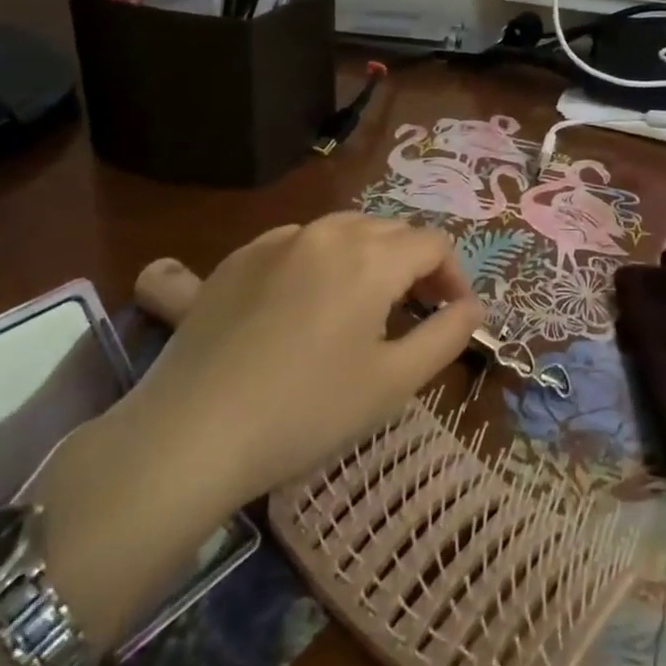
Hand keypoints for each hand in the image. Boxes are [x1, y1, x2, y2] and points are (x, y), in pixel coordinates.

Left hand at [125, 212, 485, 503]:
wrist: (190, 435)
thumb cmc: (307, 411)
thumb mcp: (394, 382)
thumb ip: (447, 335)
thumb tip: (475, 306)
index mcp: (370, 256)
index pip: (433, 244)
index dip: (453, 276)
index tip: (452, 316)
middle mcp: (325, 232)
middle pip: (388, 231)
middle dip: (412, 265)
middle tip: (412, 314)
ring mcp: (273, 242)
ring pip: (340, 231)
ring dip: (365, 258)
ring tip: (360, 305)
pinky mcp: (232, 261)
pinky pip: (292, 245)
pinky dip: (315, 262)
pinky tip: (302, 301)